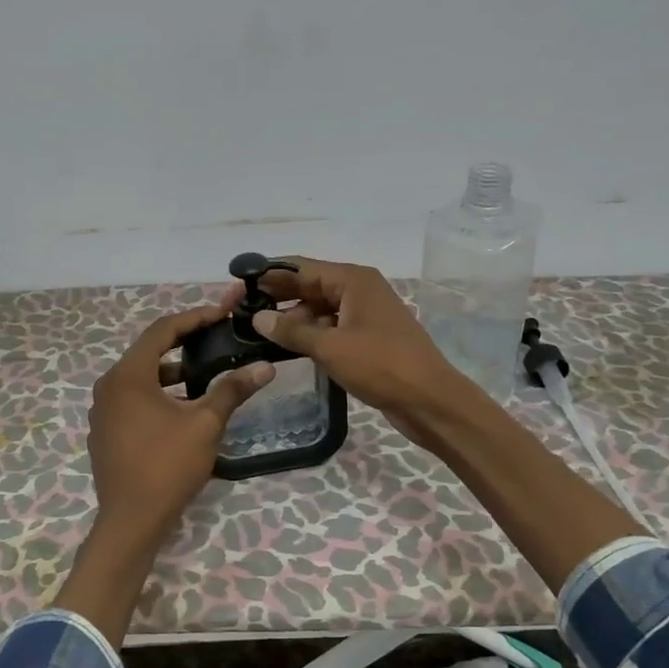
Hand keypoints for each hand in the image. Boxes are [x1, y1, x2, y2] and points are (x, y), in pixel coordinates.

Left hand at [87, 302, 275, 551]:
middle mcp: (108, 386)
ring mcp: (103, 411)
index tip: (222, 314)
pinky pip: (132, 399)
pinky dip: (157, 393)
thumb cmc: (167, 465)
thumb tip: (264, 367)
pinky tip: (181, 407)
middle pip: (148, 351)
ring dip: (171, 371)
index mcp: (128, 375)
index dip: (194, 318)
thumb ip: (232, 390)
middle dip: (183, 342)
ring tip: (203, 373)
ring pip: (140, 377)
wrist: (131, 521)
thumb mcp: (205, 424)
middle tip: (215, 337)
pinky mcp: (105, 432)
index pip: (162, 330)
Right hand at [249, 257, 476, 446]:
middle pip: (311, 286)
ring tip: (259, 332)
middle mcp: (360, 290)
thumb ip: (292, 330)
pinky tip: (289, 347)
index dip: (270, 274)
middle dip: (279, 296)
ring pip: (321, 309)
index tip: (239, 284)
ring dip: (294, 319)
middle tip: (242, 310)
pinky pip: (333, 328)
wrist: (429, 400)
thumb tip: (258, 317)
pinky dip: (312, 334)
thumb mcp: (331, 347)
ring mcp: (366, 314)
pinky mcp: (369, 338)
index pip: (302, 268)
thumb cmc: (381, 366)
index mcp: (354, 280)